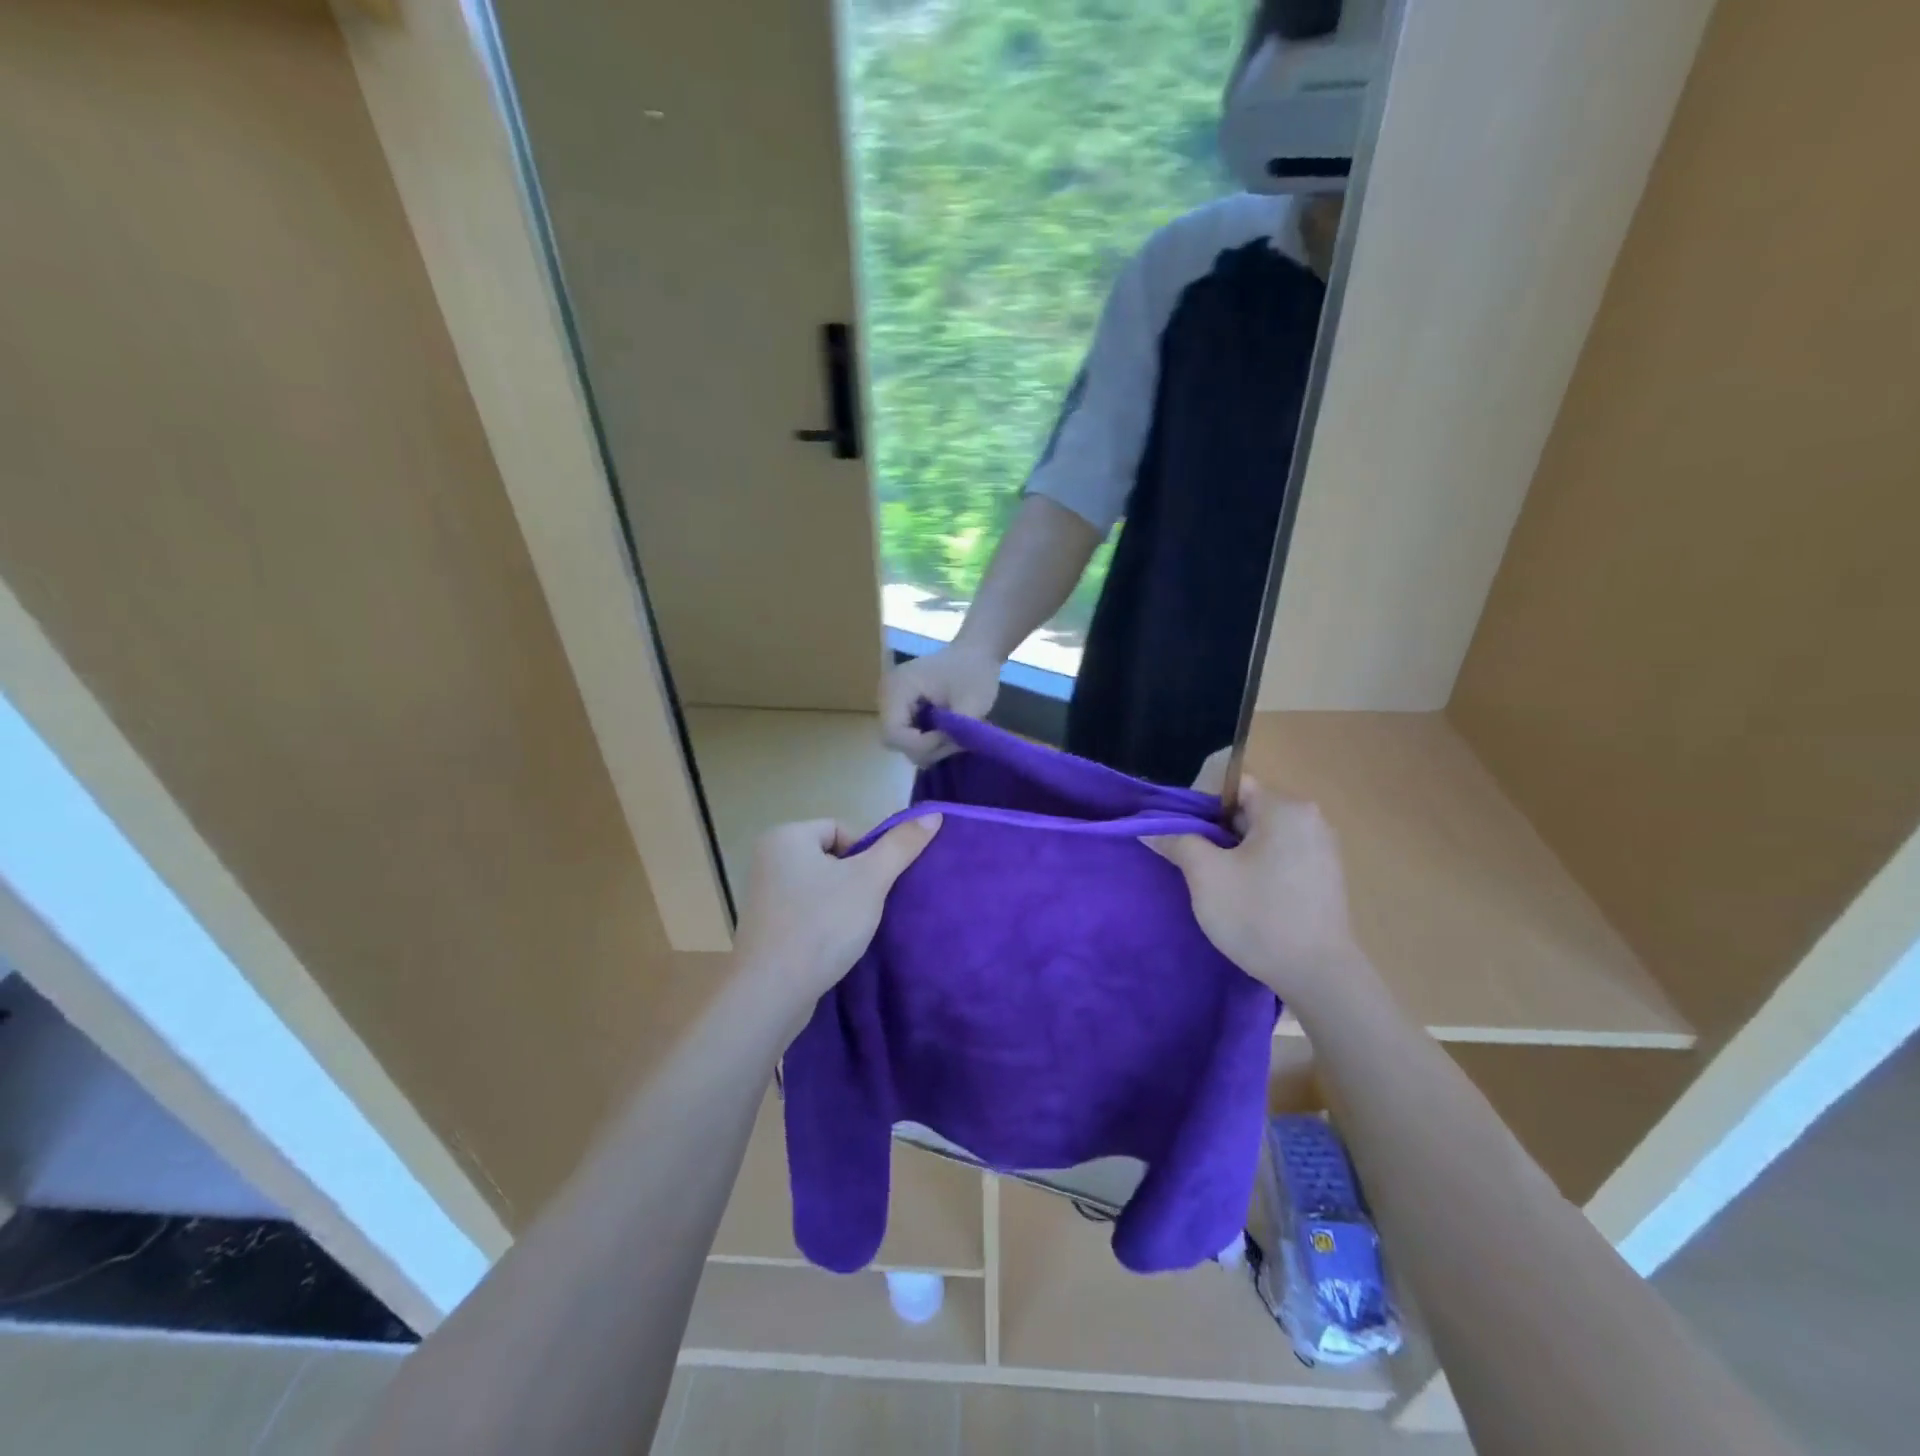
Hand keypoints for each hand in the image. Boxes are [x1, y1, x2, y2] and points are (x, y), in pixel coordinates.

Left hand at [731, 815, 941, 1005]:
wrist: (772, 992)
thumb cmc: (821, 924)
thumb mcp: (870, 880)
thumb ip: (901, 845)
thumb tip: (932, 815)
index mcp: (785, 836)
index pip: (842, 830)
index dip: (868, 855)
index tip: (877, 885)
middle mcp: (767, 858)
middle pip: (832, 858)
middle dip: (857, 880)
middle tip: (870, 907)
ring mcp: (763, 895)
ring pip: (821, 887)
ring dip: (844, 903)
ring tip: (855, 928)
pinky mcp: (766, 927)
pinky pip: (806, 911)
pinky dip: (824, 922)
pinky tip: (836, 943)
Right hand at [879, 645, 1001, 764]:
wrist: (974, 654)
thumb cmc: (973, 672)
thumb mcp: (972, 702)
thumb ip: (956, 729)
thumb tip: (946, 749)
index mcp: (897, 688)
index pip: (893, 733)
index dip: (921, 745)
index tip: (950, 738)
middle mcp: (886, 696)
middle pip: (894, 740)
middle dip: (925, 748)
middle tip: (954, 741)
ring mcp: (891, 703)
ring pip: (900, 742)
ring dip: (927, 747)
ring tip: (952, 737)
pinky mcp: (900, 709)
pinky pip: (906, 736)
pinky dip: (925, 741)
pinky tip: (944, 733)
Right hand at [1145, 778, 1363, 1006]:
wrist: (1319, 976)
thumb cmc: (1259, 916)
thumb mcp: (1206, 875)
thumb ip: (1177, 841)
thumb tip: (1149, 828)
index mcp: (1285, 808)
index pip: (1230, 785)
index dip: (1198, 805)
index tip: (1182, 836)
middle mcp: (1310, 819)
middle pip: (1245, 809)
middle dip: (1214, 832)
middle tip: (1192, 862)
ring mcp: (1322, 848)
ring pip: (1261, 835)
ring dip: (1234, 852)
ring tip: (1216, 884)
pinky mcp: (1325, 876)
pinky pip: (1280, 855)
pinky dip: (1257, 867)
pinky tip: (1246, 898)